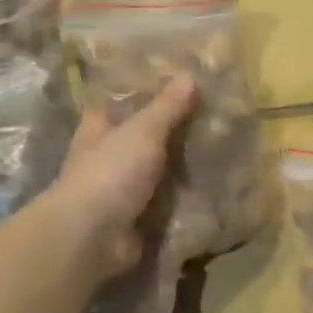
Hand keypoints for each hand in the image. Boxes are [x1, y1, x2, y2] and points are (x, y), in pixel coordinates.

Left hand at [50, 77, 196, 278]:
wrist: (94, 236)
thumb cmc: (110, 172)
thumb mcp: (143, 131)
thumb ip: (166, 108)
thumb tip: (189, 76)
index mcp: (97, 131)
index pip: (112, 106)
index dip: (134, 96)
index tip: (167, 87)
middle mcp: (103, 160)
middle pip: (136, 141)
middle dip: (165, 135)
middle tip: (208, 121)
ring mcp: (118, 193)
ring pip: (153, 175)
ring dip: (177, 171)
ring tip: (218, 156)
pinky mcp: (134, 222)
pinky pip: (163, 207)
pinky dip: (182, 202)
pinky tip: (212, 193)